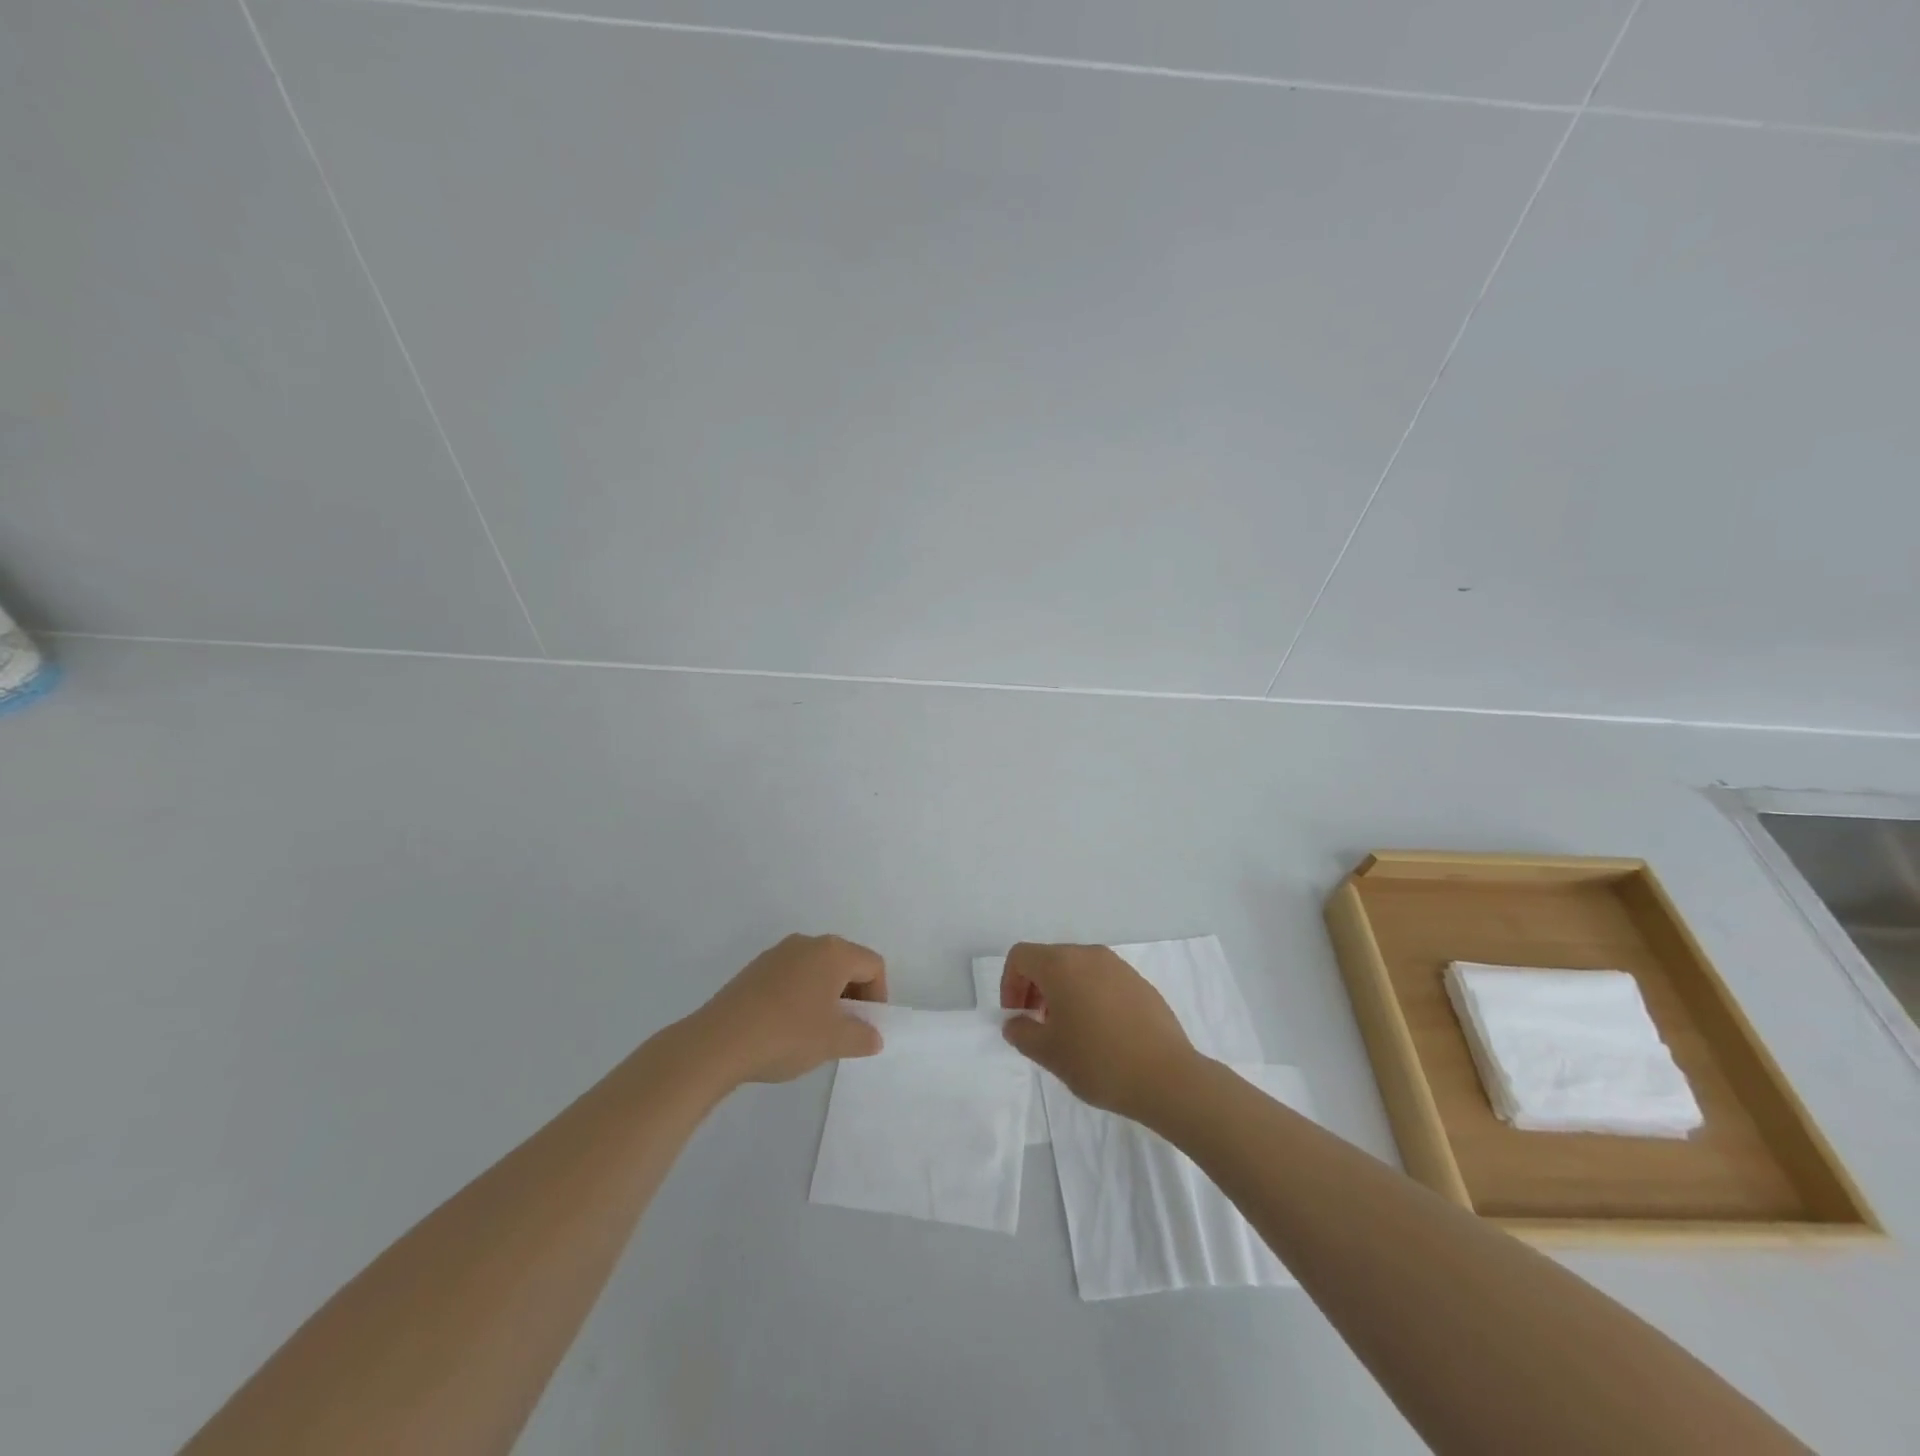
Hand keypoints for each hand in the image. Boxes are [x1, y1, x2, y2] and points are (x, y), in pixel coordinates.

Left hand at [692, 934, 887, 1083]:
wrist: (718, 1042)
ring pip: (817, 969)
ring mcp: (778, 953)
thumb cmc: (787, 1034)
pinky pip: (792, 975)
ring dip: (826, 995)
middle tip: (846, 1030)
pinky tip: (787, 1027)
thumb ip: (862, 1037)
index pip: (872, 965)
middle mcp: (807, 943)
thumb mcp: (833, 1041)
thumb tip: (873, 1036)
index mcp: (833, 952)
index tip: (867, 1026)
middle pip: (846, 962)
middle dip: (853, 995)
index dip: (878, 996)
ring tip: (816, 1031)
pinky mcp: (755, 969)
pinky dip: (801, 995)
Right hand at [999, 943, 1198, 1120]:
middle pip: (1049, 959)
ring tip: (1068, 1031)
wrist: (1167, 1077)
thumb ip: (1022, 1033)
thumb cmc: (1098, 1061)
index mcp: (1062, 964)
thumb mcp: (1049, 1053)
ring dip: (1062, 992)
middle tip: (1037, 1025)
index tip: (1016, 1016)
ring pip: (1077, 969)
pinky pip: (1102, 980)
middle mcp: (1089, 955)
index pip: (1021, 956)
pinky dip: (1089, 996)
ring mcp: (1118, 966)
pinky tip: (1100, 1033)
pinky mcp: (1140, 983)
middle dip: (1034, 988)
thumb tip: (1015, 1022)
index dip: (1009, 983)